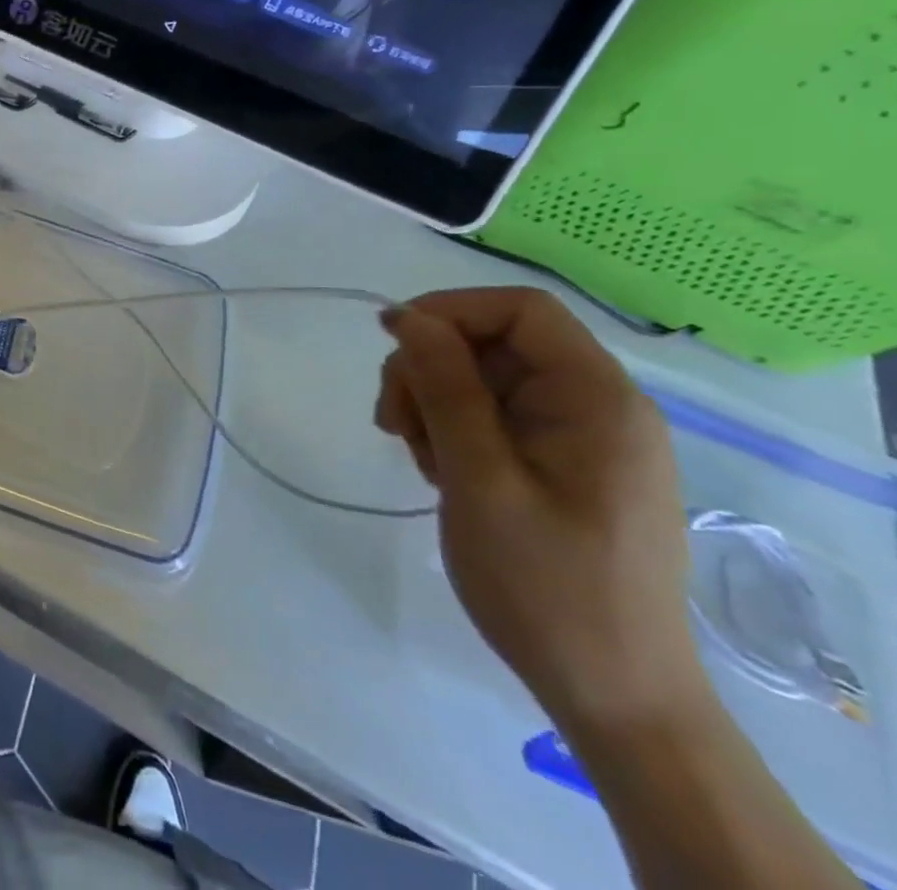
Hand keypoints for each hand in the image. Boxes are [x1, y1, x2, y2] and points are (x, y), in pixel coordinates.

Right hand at [376, 288, 710, 735]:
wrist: (613, 694)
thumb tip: (407, 316)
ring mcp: (584, 438)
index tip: (391, 345)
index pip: (519, 311)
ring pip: (485, 379)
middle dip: (430, 368)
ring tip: (418, 456)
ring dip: (434, 401)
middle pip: (494, 343)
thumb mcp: (479, 478)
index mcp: (598, 400)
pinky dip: (454, 429)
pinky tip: (441, 471)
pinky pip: (497, 417)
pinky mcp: (566, 466)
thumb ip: (445, 387)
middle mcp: (599, 407)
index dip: (448, 311)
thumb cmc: (546, 584)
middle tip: (392, 423)